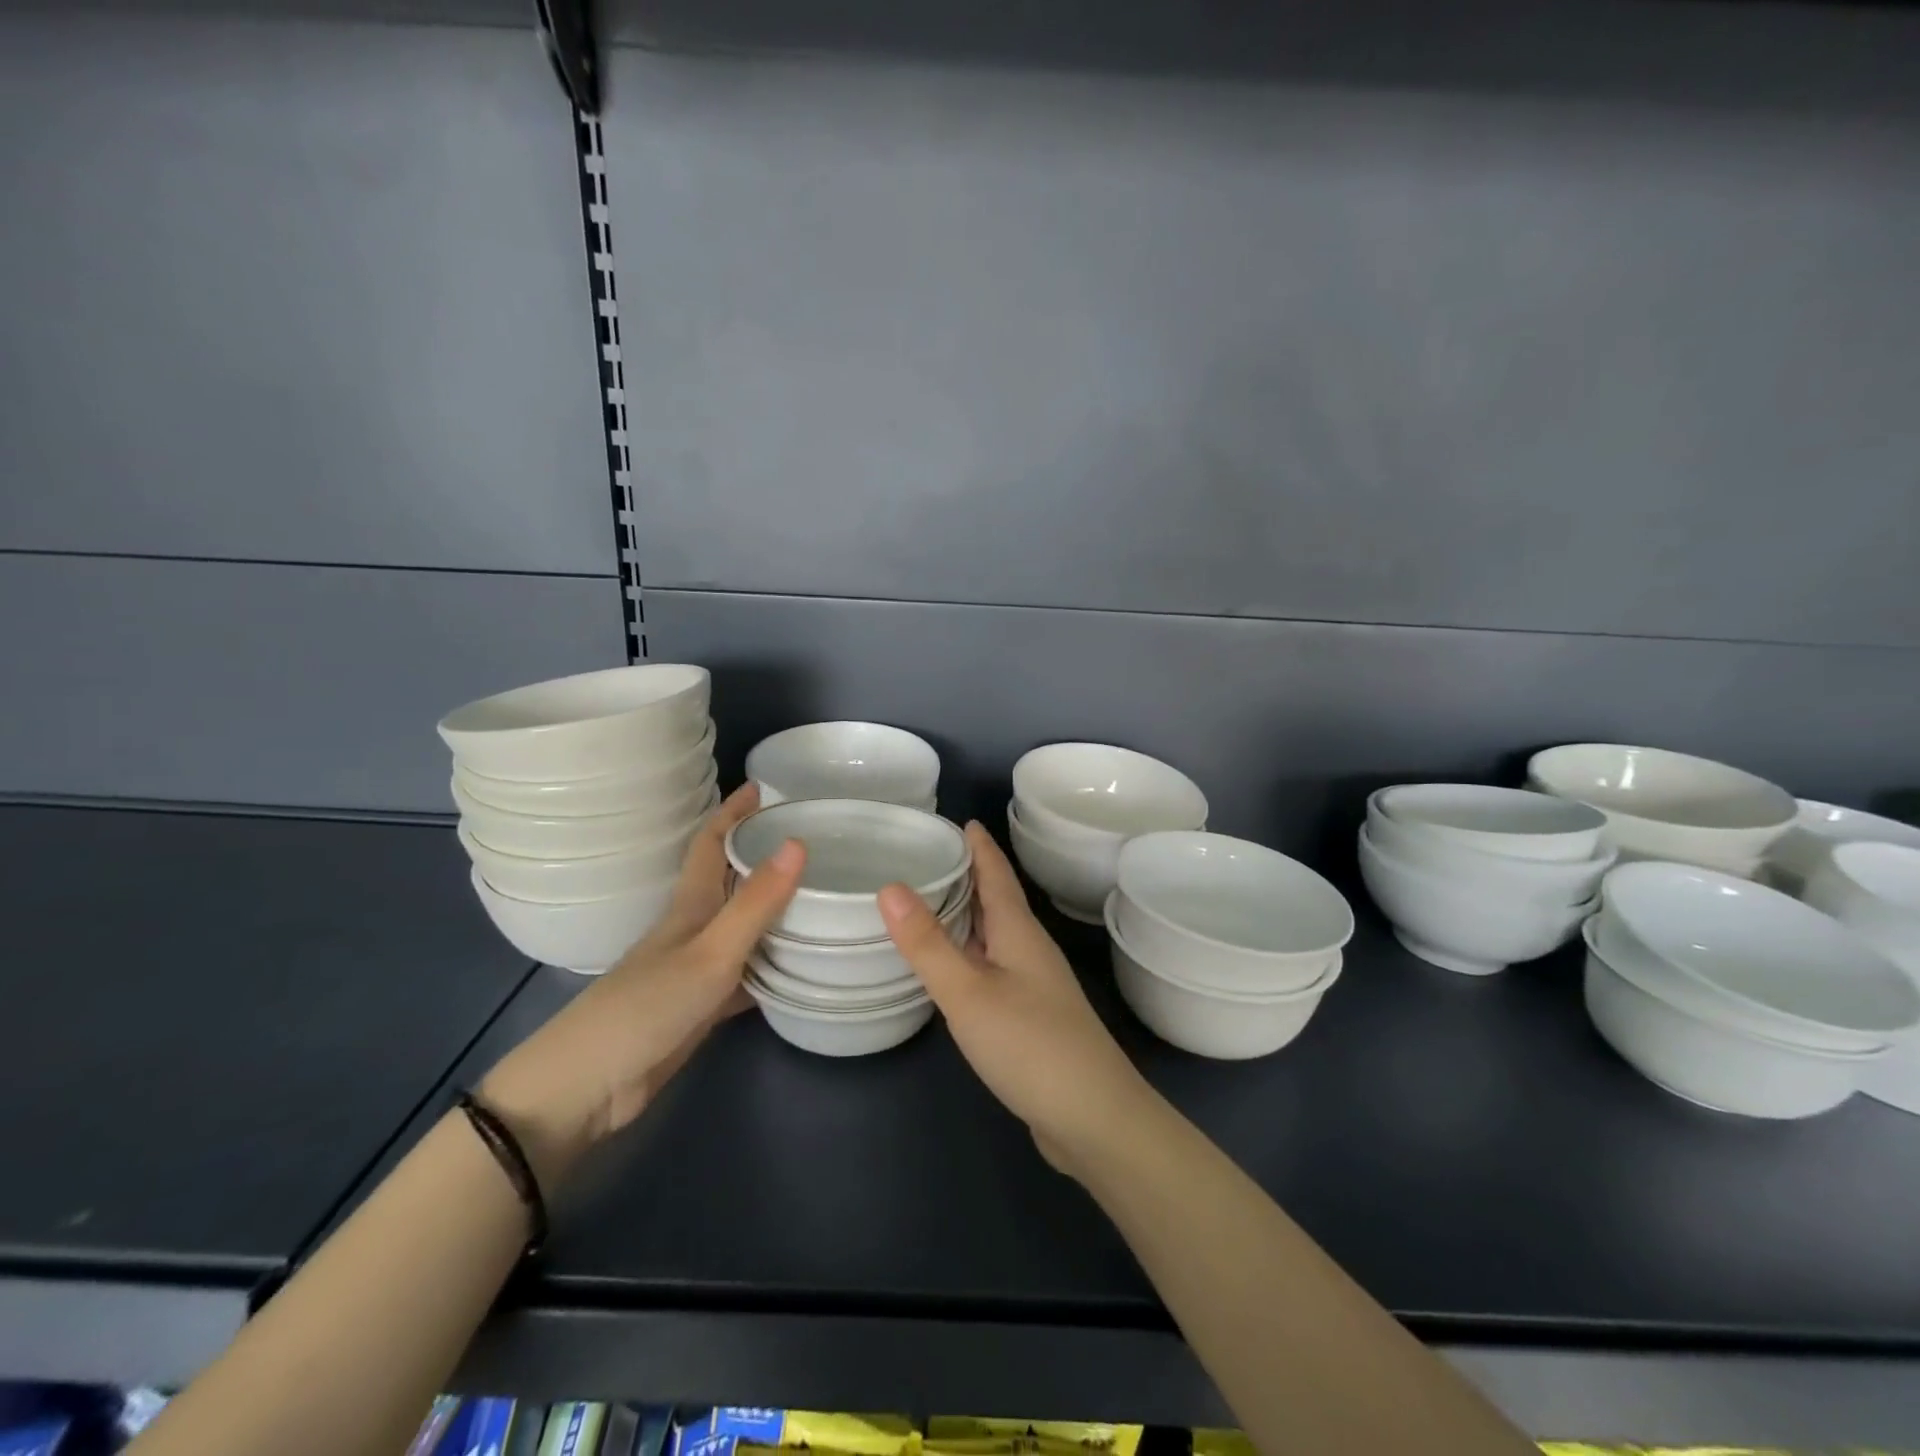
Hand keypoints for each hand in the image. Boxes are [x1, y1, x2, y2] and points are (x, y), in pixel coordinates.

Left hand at [481, 783, 804, 1184]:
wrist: (590, 1085)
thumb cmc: (647, 1006)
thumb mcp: (711, 951)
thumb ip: (755, 902)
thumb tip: (798, 840)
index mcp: (691, 905)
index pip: (712, 842)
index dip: (734, 812)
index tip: (762, 785)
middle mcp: (695, 928)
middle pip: (732, 880)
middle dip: (762, 854)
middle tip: (810, 838)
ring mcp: (698, 968)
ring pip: (744, 926)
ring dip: (774, 908)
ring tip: (820, 893)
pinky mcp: (704, 1005)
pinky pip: (749, 973)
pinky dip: (774, 964)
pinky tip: (803, 967)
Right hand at [879, 823, 1152, 1176]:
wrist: (1093, 1117)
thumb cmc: (1030, 1044)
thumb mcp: (968, 991)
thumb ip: (928, 943)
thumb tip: (890, 886)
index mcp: (1019, 932)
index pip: (997, 875)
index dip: (981, 847)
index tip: (963, 820)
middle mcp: (1029, 950)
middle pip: (998, 901)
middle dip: (971, 875)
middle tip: (932, 856)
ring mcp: (1034, 985)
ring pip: (996, 935)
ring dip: (970, 915)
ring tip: (934, 902)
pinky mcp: (1031, 1016)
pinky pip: (994, 967)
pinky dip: (971, 954)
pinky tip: (954, 968)